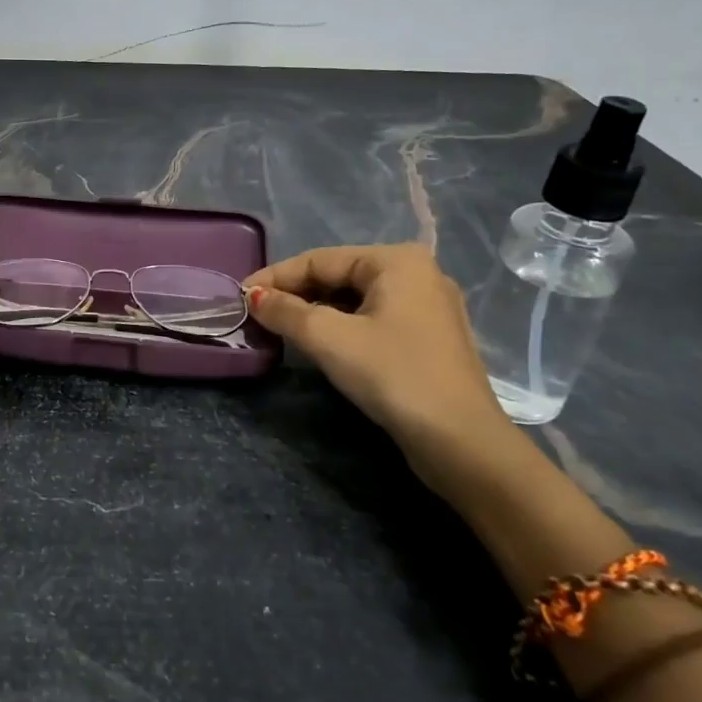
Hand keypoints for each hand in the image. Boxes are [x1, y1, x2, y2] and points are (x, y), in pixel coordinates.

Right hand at [243, 244, 529, 502]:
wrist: (461, 442)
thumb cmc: (393, 375)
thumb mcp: (329, 339)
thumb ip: (286, 311)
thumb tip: (253, 297)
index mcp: (397, 260)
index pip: (320, 260)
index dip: (276, 277)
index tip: (240, 296)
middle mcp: (416, 274)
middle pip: (338, 276)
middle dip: (296, 294)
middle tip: (257, 314)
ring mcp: (427, 308)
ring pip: (355, 300)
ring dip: (316, 313)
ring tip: (281, 329)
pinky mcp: (428, 339)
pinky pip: (372, 320)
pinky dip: (341, 327)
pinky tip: (319, 344)